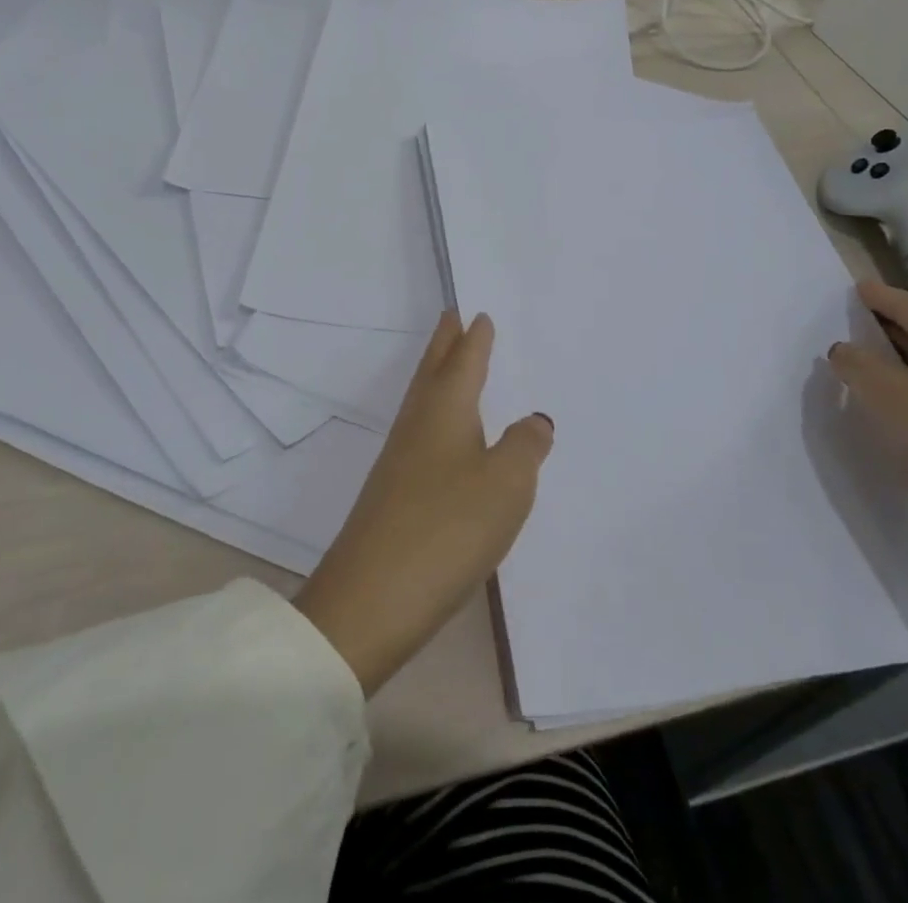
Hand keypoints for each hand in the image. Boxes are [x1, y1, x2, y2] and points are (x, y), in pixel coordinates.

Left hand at [293, 312, 553, 695]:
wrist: (372, 598)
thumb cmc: (448, 526)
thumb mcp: (507, 484)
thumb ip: (525, 446)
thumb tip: (534, 419)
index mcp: (446, 407)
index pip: (464, 357)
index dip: (475, 335)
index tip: (477, 310)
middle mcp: (418, 422)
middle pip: (434, 369)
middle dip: (447, 342)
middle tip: (456, 316)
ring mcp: (401, 458)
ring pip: (425, 399)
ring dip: (440, 376)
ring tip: (455, 365)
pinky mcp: (395, 491)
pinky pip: (423, 432)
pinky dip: (439, 416)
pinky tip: (449, 436)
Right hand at [827, 281, 907, 553]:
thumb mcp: (881, 394)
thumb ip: (855, 363)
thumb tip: (845, 349)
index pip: (906, 303)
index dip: (878, 295)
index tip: (856, 288)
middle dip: (892, 322)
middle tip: (859, 323)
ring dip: (906, 355)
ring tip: (875, 365)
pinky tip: (907, 404)